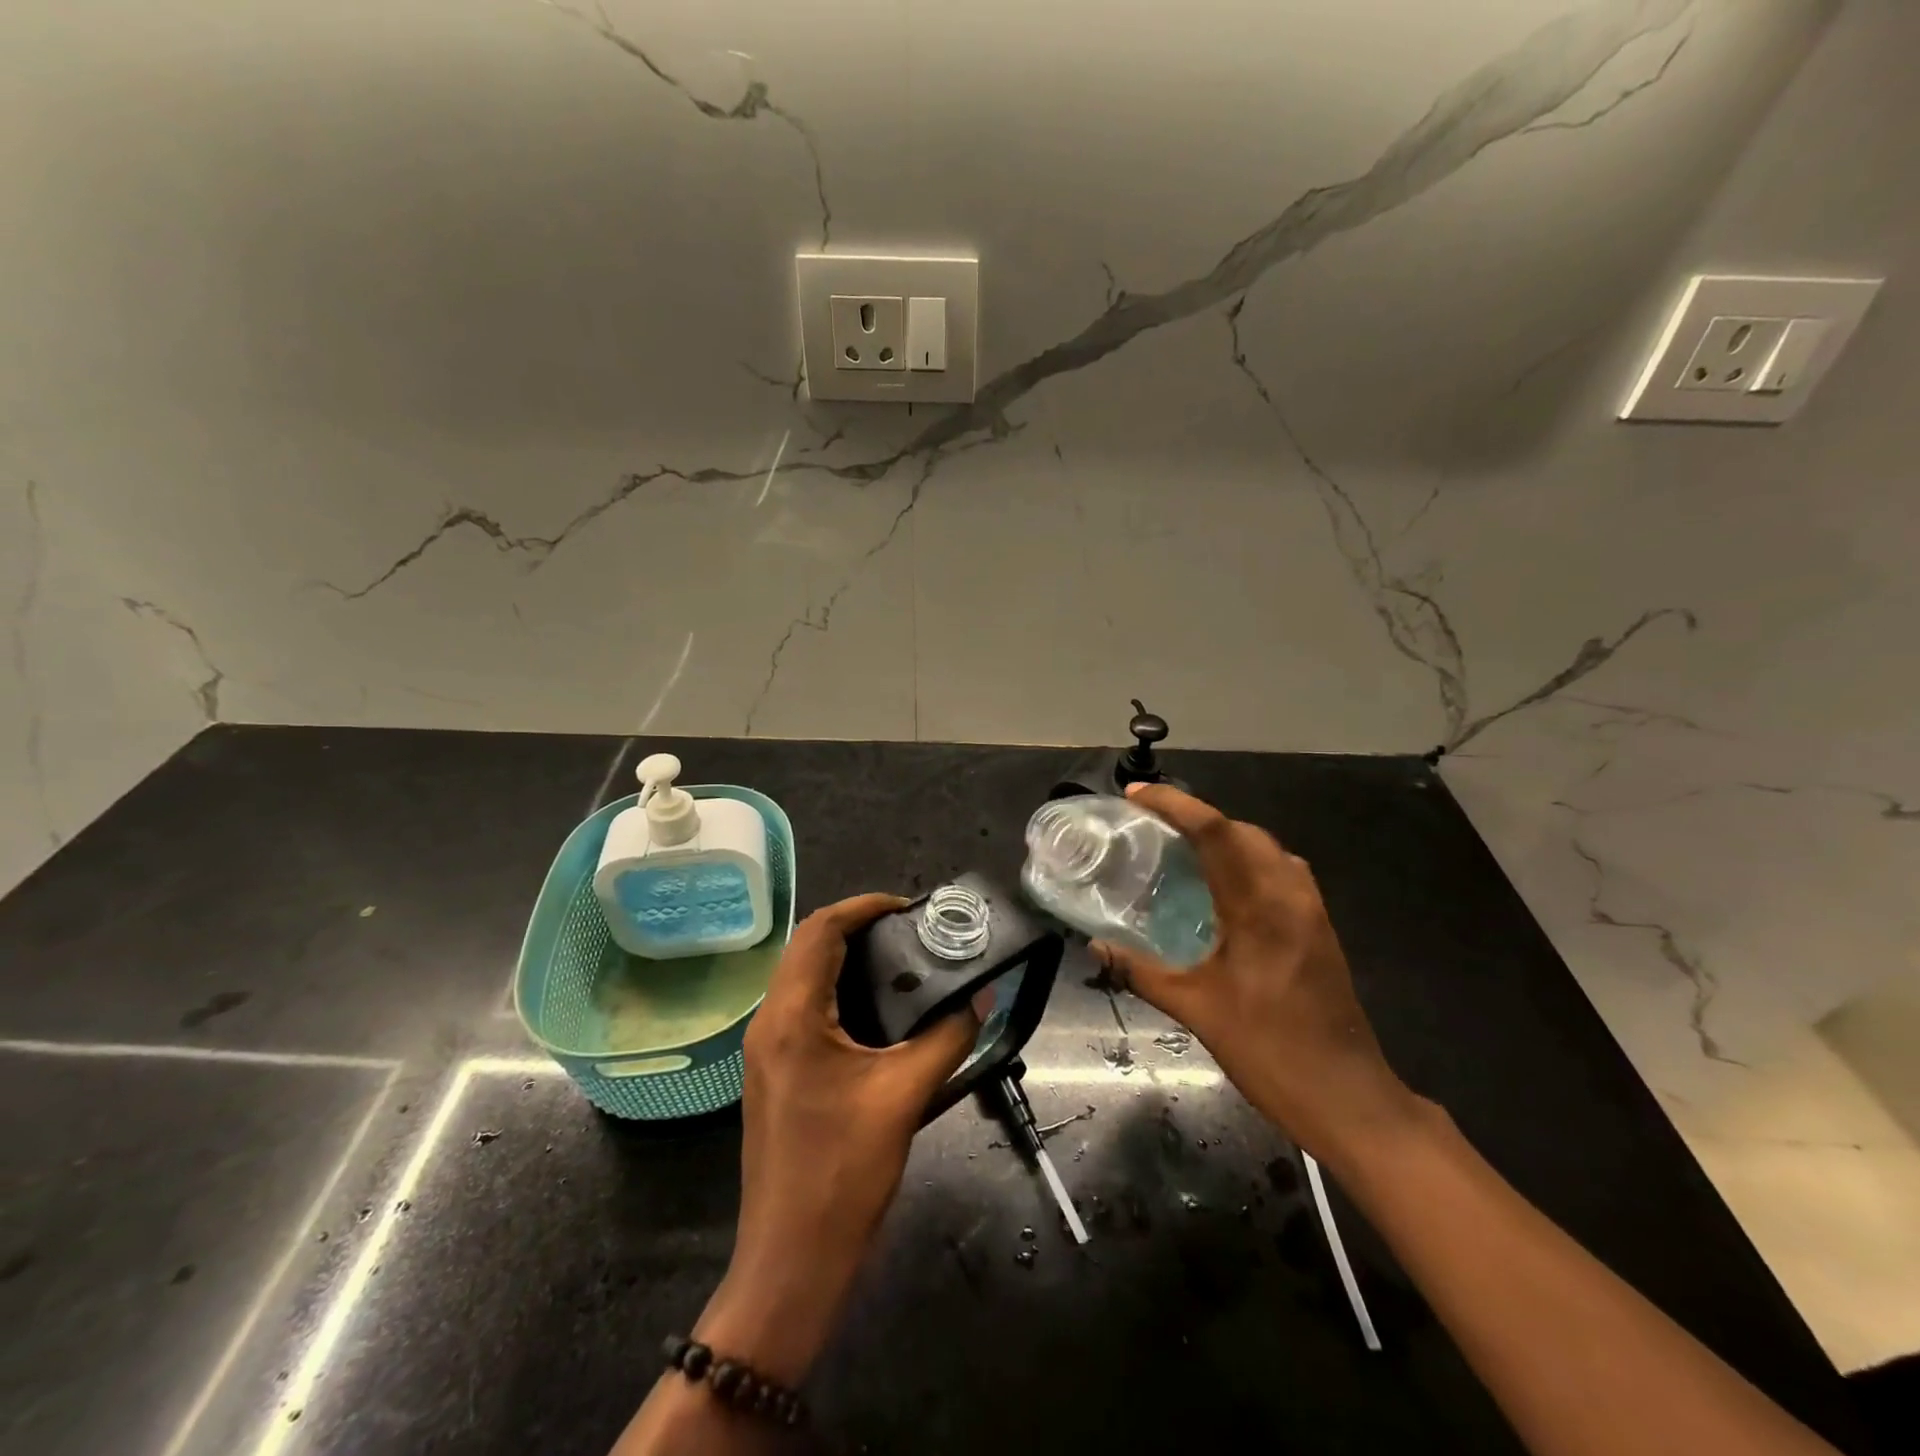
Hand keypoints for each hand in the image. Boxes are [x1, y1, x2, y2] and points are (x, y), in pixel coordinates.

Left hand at [697, 893, 978, 1383]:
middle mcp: (769, 1021)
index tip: (908, 907)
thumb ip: (948, 1038)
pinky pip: (802, 1007)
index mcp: (791, 1016)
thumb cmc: (844, 1173)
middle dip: (856, 926)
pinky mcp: (774, 1071)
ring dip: (845, 956)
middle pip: (807, 946)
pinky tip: (877, 1009)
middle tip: (909, 931)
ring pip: (802, 975)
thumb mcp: (905, 1096)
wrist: (791, 1260)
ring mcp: (765, 1049)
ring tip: (900, 960)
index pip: (820, 930)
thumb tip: (980, 999)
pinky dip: (837, 988)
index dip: (864, 906)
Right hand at [1092, 784, 1418, 1166]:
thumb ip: (1141, 971)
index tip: (1135, 794)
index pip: (1215, 831)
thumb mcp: (1195, 1011)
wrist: (1349, 1098)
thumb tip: (1095, 946)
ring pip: (1266, 847)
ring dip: (1225, 835)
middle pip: (1242, 830)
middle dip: (1196, 815)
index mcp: (1259, 907)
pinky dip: (1247, 860)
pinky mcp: (1320, 927)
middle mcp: (1289, 895)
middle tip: (1152, 823)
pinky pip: (1281, 871)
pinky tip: (1223, 887)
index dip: (1174, 804)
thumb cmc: (1270, 1051)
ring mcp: (1311, 910)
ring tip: (1183, 848)